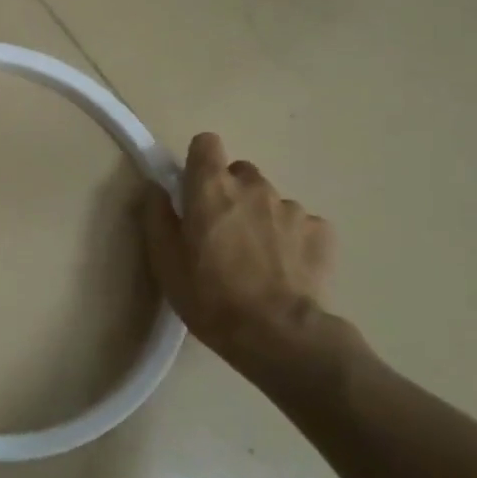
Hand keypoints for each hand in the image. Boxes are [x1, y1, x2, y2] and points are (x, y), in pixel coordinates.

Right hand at [142, 133, 360, 386]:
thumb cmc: (209, 296)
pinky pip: (300, 223)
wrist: (278, 334)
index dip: (198, 162)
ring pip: (270, 199)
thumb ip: (156, 216)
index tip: (193, 189)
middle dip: (229, 193)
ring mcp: (291, 207)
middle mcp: (253, 186)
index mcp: (211, 187)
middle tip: (221, 232)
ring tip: (256, 258)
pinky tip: (284, 269)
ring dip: (260, 217)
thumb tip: (155, 188)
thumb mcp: (165, 261)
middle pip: (239, 172)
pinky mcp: (321, 232)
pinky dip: (290, 238)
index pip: (206, 143)